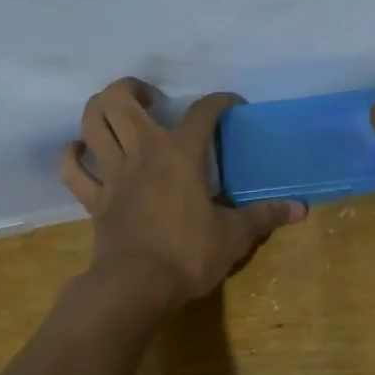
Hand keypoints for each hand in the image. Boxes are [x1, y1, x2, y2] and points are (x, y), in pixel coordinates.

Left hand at [59, 79, 305, 306]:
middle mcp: (142, 153)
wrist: (137, 286)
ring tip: (119, 116)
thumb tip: (302, 210)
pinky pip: (72, 169)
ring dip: (100, 110)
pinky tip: (82, 151)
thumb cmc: (188, 255)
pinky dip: (73, 155)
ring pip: (91, 123)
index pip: (203, 112)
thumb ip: (264, 216)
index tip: (232, 105)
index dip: (220, 101)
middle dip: (133, 88)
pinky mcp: (93, 199)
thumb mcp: (234, 236)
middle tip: (153, 102)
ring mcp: (112, 174)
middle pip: (119, 100)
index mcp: (180, 155)